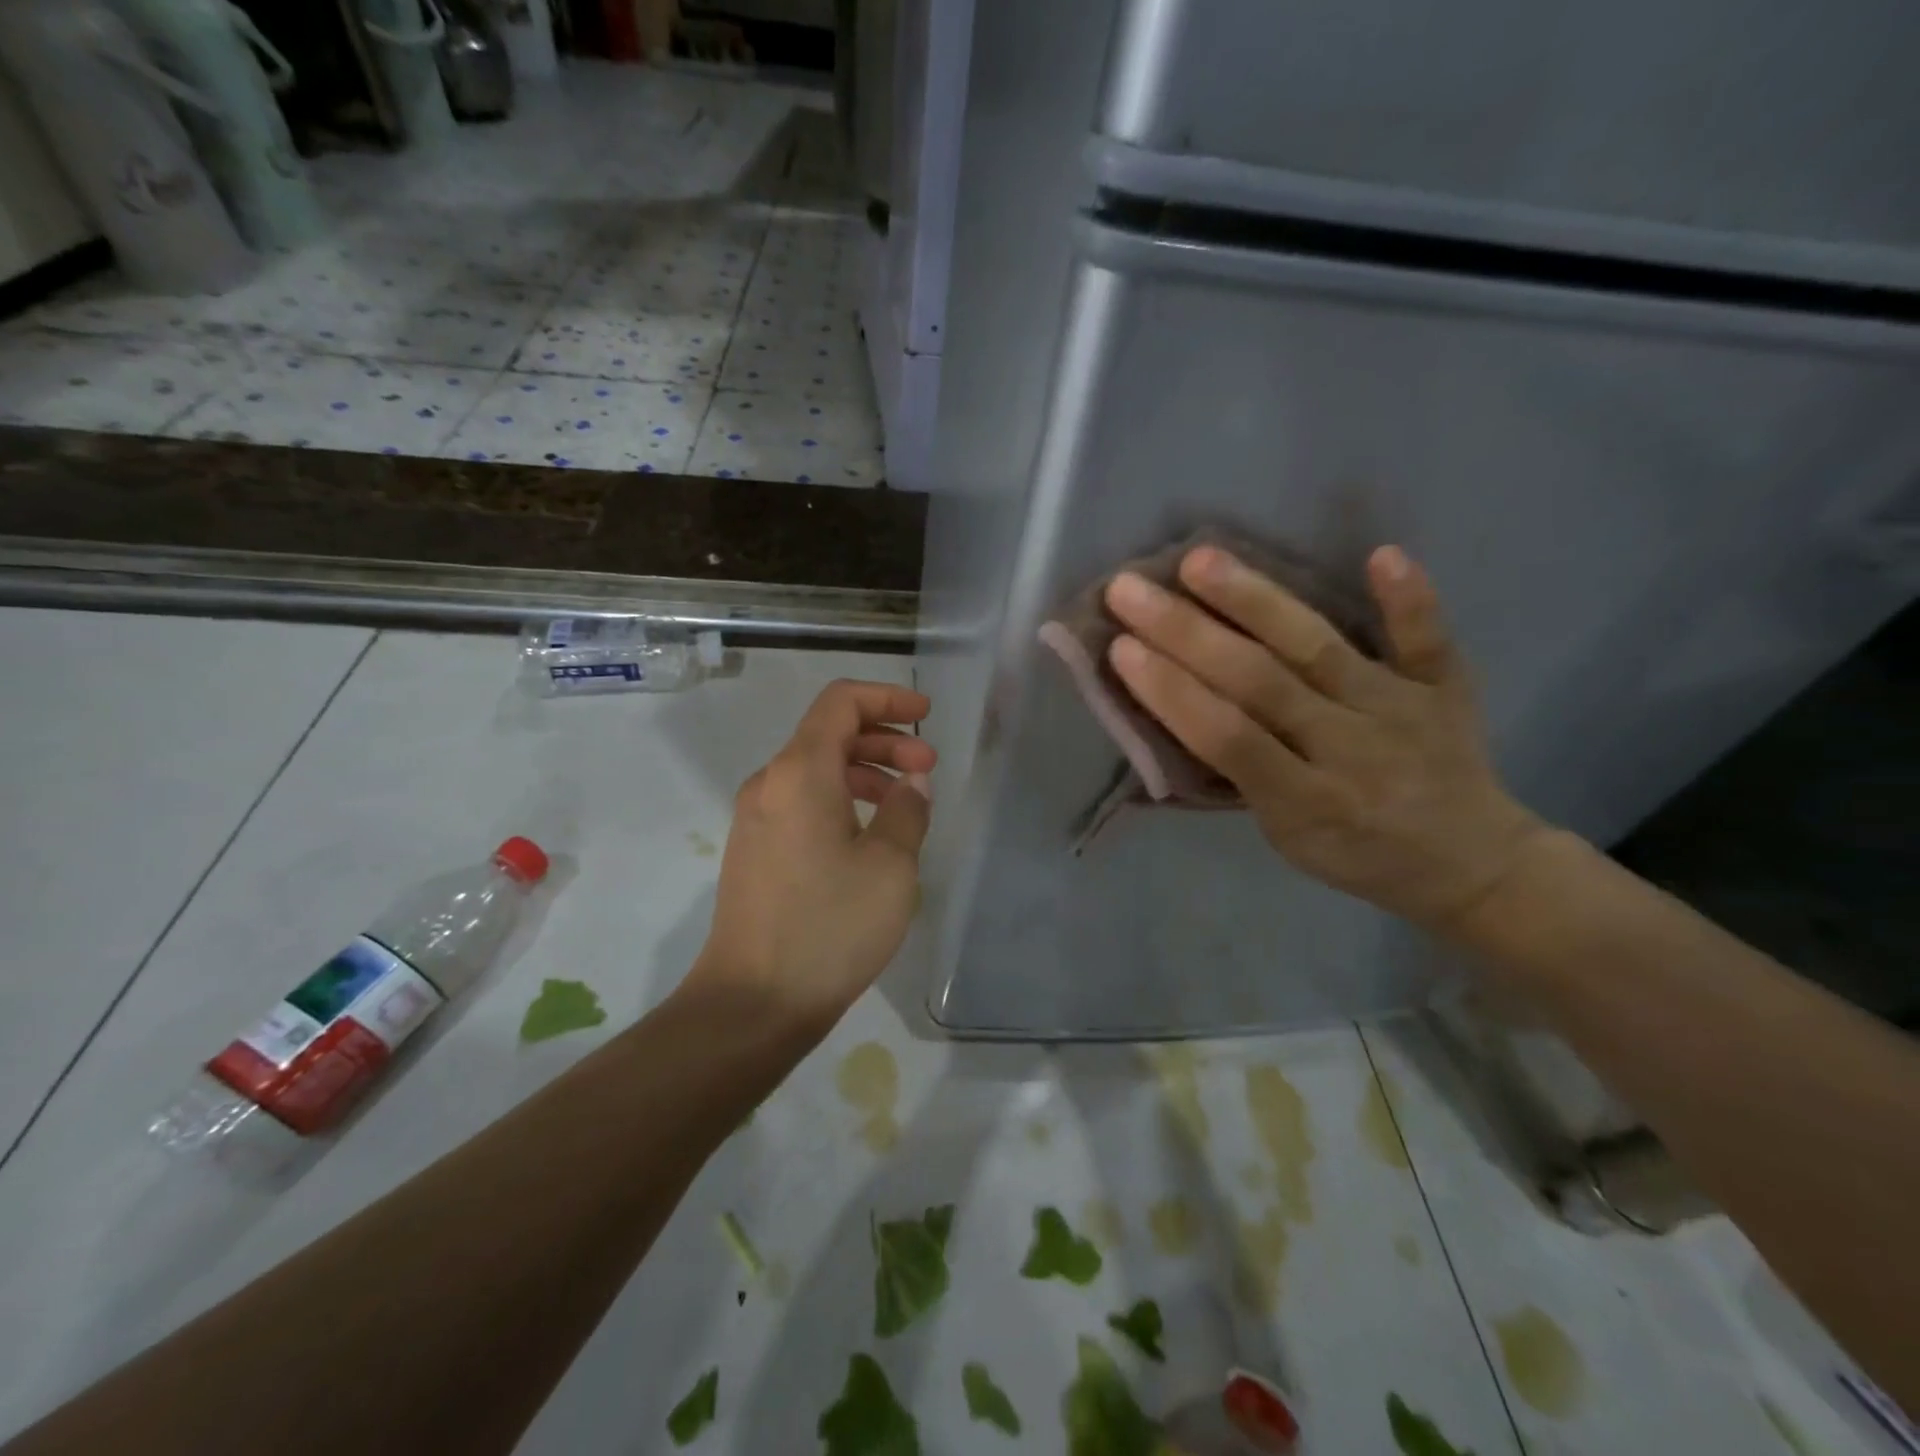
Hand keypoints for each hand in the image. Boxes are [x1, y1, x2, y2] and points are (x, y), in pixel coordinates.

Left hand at [691, 680, 935, 1030]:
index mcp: (800, 773)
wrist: (752, 1003)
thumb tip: (911, 784)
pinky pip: (801, 802)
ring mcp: (756, 818)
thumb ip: (908, 811)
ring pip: (815, 770)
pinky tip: (870, 838)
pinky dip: (841, 800)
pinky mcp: (754, 850)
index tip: (925, 716)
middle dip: (884, 741)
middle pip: (828, 733)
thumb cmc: (829, 927)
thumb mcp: (890, 867)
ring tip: (905, 805)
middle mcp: (770, 784)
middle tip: (928, 768)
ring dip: (864, 773)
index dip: (887, 698)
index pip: (841, 702)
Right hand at [1103, 544, 1543, 933]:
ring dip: (1256, 600)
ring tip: (1200, 559)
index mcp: (1305, 801)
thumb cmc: (1355, 855)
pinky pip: (1426, 638)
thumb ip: (1241, 775)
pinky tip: (1382, 551)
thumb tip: (1182, 704)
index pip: (1227, 737)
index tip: (1119, 647)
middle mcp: (1351, 749)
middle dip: (1185, 633)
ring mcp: (1401, 710)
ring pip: (1318, 646)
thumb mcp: (1283, 837)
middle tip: (1129, 589)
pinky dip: (1408, 599)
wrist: (1470, 865)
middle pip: (1259, 681)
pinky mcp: (1443, 686)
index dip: (1172, 692)